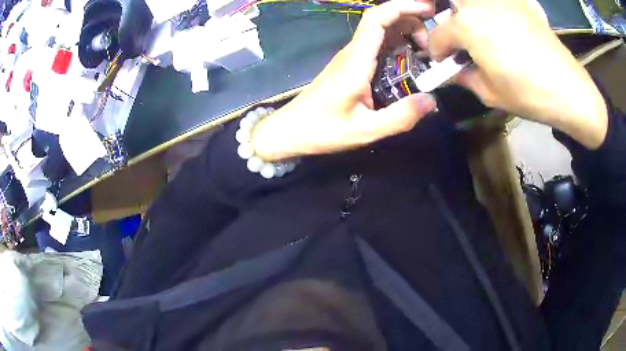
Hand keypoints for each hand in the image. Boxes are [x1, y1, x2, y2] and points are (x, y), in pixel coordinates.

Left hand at [251, 0, 436, 161]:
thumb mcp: (365, 130)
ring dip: (406, 33)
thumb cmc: (322, 130)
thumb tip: (431, 101)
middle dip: (411, 21)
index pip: (377, 19)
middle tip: (434, 45)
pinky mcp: (351, 66)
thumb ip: (399, 117)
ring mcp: (351, 58)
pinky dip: (398, 46)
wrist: (290, 131)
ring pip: (381, 32)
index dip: (402, 7)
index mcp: (355, 61)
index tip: (427, 10)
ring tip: (428, 53)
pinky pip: (377, 47)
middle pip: (382, 20)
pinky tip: (412, 62)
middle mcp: (353, 52)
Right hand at [429, 0, 607, 148]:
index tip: (443, 63)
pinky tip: (506, 27)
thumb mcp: (489, 93)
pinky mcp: (520, 3)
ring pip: (474, 3)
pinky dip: (495, 12)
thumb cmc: (527, 93)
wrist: (569, 89)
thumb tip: (453, 70)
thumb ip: (464, 76)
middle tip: (460, 43)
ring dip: (470, 15)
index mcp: (466, 25)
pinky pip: (499, 3)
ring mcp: (501, 0)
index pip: (437, 36)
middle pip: (452, 8)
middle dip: (450, 25)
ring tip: (483, 35)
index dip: (437, 52)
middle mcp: (478, 4)